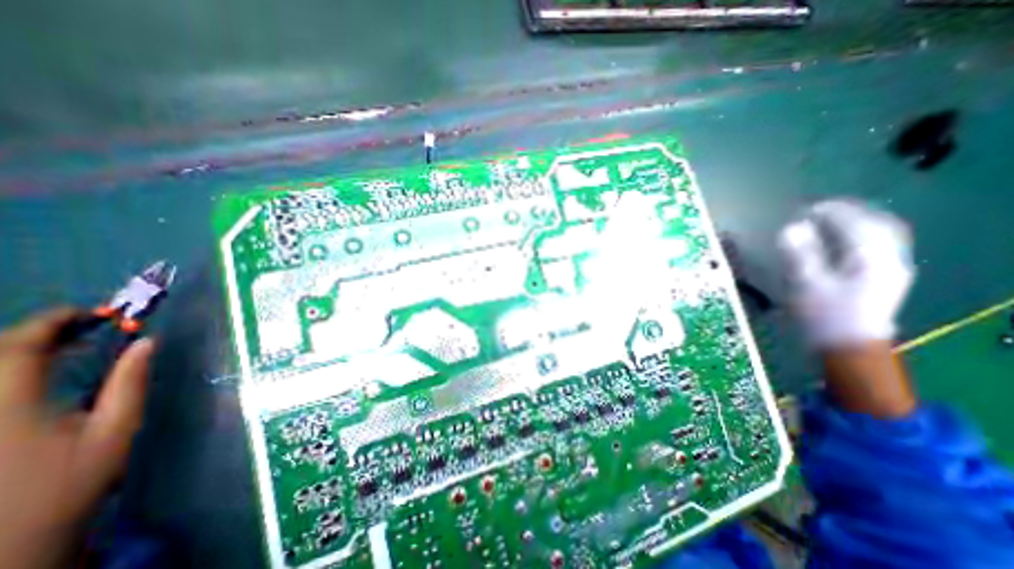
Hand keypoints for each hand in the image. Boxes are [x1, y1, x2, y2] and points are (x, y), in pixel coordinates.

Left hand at [0, 306, 151, 568]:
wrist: (9, 542)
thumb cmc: (72, 481)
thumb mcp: (117, 428)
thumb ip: (131, 381)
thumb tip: (147, 342)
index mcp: (10, 405)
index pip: (18, 347)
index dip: (52, 322)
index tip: (91, 312)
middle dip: (36, 333)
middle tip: (84, 327)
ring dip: (18, 351)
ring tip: (63, 345)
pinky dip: (6, 371)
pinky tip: (33, 372)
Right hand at [778, 200, 915, 347]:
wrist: (848, 346)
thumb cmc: (824, 315)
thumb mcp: (806, 284)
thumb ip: (800, 254)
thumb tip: (790, 228)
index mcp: (871, 259)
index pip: (857, 223)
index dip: (831, 211)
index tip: (805, 208)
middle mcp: (889, 259)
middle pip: (877, 224)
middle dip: (849, 211)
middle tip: (819, 209)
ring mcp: (890, 268)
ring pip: (882, 234)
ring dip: (857, 221)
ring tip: (830, 218)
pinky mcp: (884, 277)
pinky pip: (879, 245)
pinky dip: (861, 235)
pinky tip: (845, 238)